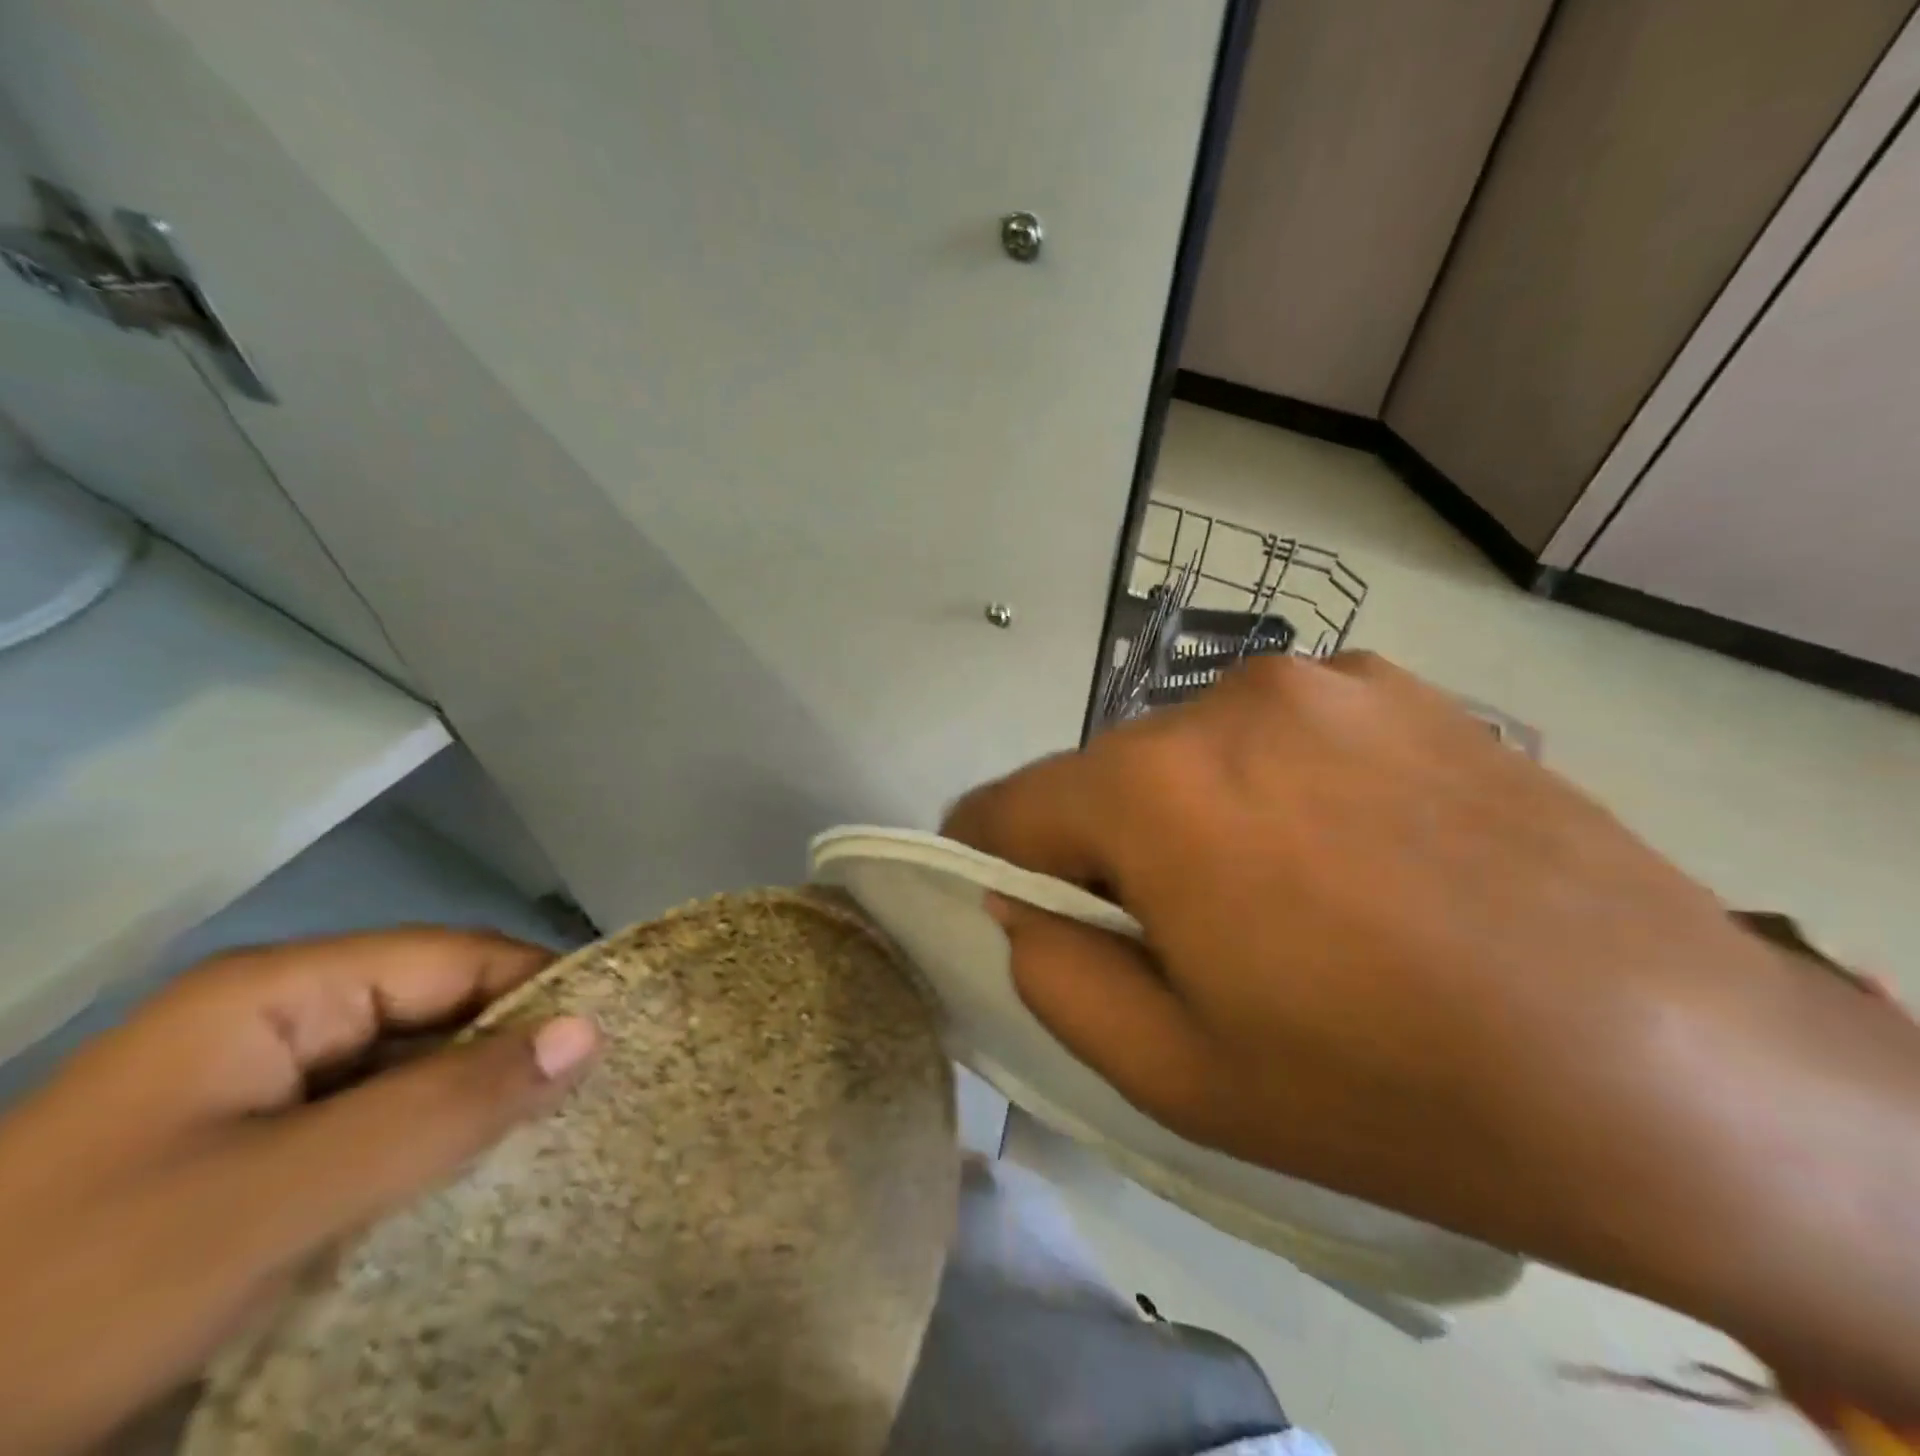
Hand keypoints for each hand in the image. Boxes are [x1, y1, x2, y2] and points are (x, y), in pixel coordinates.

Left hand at [0, 929, 598, 1455]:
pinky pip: (371, 1126)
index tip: (619, 1040)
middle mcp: (276, 1019)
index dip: (542, 989)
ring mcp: (257, 1089)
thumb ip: (443, 1108)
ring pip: (409, 1070)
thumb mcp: (278, 1199)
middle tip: (600, 1102)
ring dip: (475, 1104)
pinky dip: (428, 1147)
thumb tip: (590, 1032)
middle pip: (436, 1009)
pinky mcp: (248, 1155)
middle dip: (515, 1051)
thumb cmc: (72, 1294)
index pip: (457, 958)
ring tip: (561, 1140)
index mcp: (279, 991)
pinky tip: (473, 1184)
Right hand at [947, 653, 1919, 1412]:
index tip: (1014, 908)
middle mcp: (1227, 699)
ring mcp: (1325, 677)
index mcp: (1155, 787)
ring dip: (1195, 814)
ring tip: (1286, 900)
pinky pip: (1283, 732)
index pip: (1004, 806)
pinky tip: (1360, 855)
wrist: (1681, 1072)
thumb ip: (1055, 974)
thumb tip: (1022, 904)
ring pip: (1192, 750)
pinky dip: (1279, 785)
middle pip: (1105, 777)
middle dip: (1110, 848)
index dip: (988, 862)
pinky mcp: (1403, 685)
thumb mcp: (1176, 1074)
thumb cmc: (1389, 1090)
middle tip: (1182, 936)